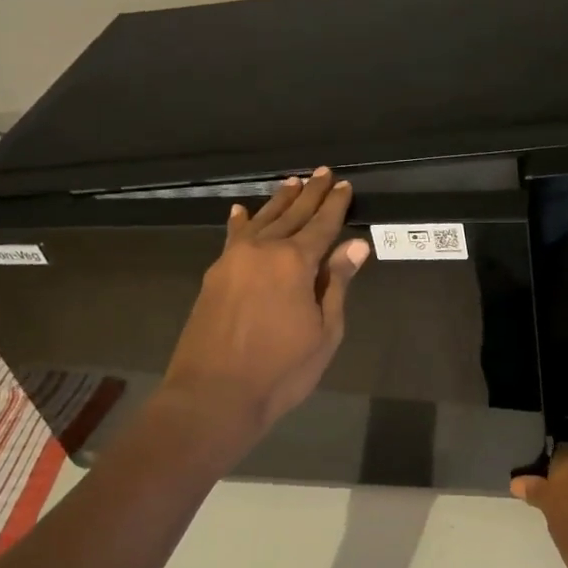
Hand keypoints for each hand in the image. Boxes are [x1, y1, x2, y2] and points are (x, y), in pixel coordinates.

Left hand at [162, 167, 369, 439]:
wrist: (213, 395)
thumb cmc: (280, 370)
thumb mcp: (324, 332)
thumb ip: (336, 284)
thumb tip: (355, 245)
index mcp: (295, 262)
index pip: (322, 225)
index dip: (335, 205)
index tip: (344, 185)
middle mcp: (263, 250)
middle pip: (292, 215)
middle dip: (310, 194)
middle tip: (322, 172)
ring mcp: (233, 260)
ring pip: (261, 220)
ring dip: (279, 201)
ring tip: (292, 182)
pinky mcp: (214, 275)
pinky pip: (232, 237)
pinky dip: (240, 222)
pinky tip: (241, 211)